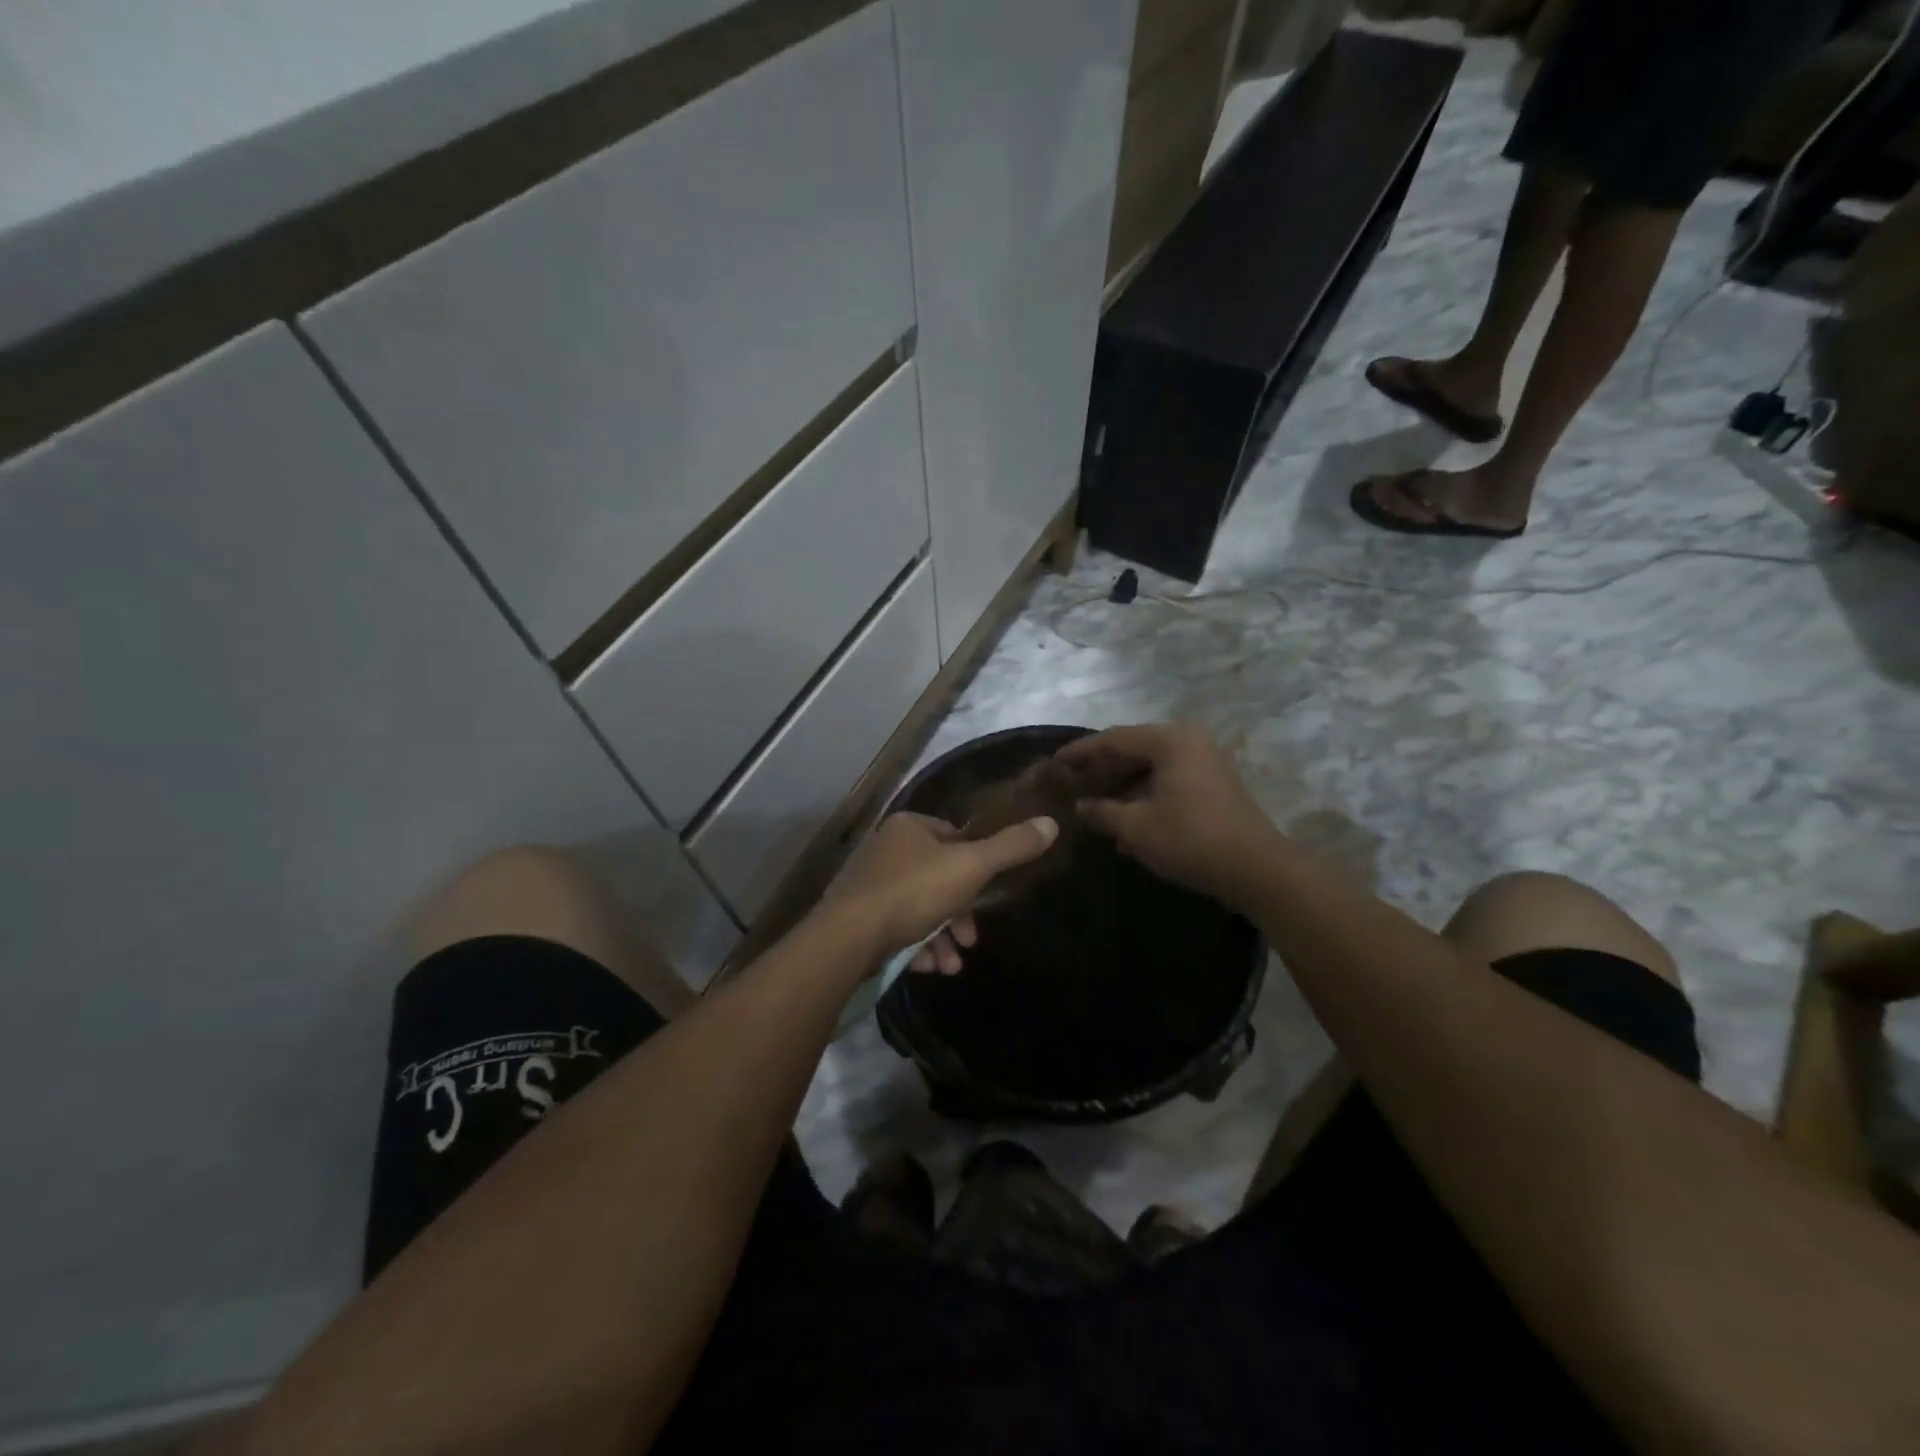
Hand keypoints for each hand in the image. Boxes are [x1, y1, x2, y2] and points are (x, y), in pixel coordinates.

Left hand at [820, 812, 1058, 971]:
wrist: (847, 939)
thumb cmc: (913, 893)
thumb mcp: (971, 868)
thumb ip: (1011, 848)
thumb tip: (1051, 822)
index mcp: (909, 826)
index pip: (954, 837)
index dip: (976, 866)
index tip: (987, 896)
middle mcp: (885, 848)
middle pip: (938, 877)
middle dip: (960, 913)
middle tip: (971, 940)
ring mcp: (867, 883)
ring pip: (919, 907)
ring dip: (941, 937)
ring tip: (951, 965)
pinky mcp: (856, 916)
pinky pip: (896, 927)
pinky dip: (916, 946)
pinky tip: (927, 967)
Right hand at [1058, 723, 1275, 901]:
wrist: (1255, 869)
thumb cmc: (1190, 839)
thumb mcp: (1136, 827)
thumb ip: (1103, 811)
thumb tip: (1081, 806)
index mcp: (1170, 740)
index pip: (1114, 738)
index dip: (1082, 751)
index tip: (1055, 762)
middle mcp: (1189, 741)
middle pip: (1134, 749)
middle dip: (1102, 769)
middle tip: (1072, 783)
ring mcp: (1205, 762)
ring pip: (1151, 766)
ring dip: (1122, 786)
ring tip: (1094, 805)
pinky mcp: (1214, 785)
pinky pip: (1168, 780)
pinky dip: (1144, 794)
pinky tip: (1126, 820)